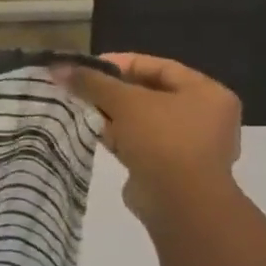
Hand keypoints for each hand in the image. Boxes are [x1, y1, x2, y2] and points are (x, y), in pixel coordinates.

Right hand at [54, 54, 242, 228]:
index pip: (159, 67)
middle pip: (149, 93)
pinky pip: (140, 142)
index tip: (87, 67)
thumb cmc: (161, 139)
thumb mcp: (123, 102)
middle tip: (80, 88)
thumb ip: (92, 82)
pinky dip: (118, 136)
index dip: (121, 63)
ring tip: (80, 108)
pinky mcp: (171, 166)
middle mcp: (204, 116)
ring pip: (142, 119)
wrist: (179, 201)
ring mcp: (189, 144)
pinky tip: (92, 132)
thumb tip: (58, 67)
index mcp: (206, 93)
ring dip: (111, 114)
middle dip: (112, 90)